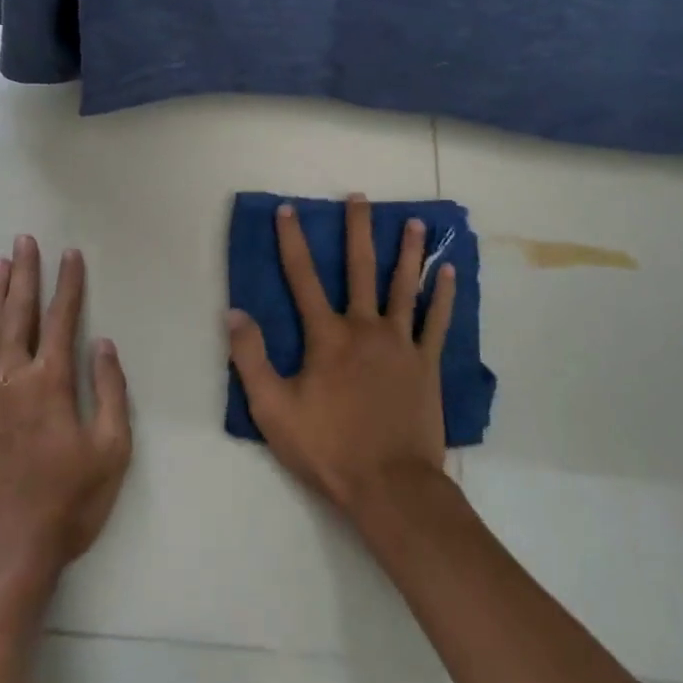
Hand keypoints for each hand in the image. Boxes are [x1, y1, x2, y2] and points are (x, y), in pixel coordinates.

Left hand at [0, 237, 131, 598]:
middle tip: (25, 240)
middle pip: (19, 314)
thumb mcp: (111, 451)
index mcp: (51, 384)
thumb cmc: (65, 506)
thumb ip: (109, 392)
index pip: (62, 320)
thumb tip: (103, 345)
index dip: (69, 285)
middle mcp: (11, 379)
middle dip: (26, 275)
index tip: (70, 255)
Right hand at [227, 194, 456, 516]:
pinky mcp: (427, 363)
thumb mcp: (273, 410)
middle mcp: (365, 327)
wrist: (390, 484)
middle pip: (360, 269)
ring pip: (405, 286)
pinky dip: (443, 295)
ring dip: (409, 252)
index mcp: (327, 337)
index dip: (292, 241)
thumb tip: (234, 313)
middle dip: (357, 230)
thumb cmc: (328, 448)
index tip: (288, 210)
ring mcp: (401, 343)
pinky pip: (437, 321)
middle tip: (359, 198)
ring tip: (416, 222)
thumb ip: (251, 359)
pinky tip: (448, 271)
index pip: (302, 278)